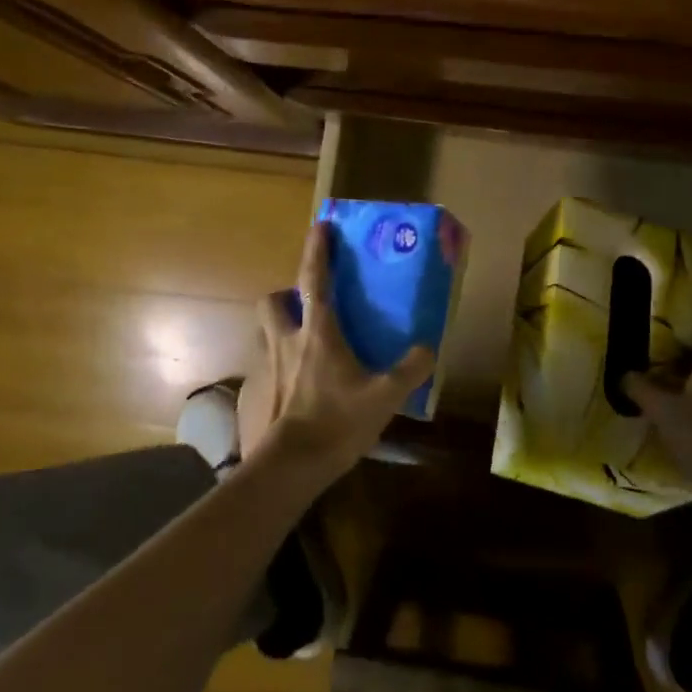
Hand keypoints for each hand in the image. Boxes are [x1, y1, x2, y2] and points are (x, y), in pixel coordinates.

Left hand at [239, 222, 434, 482]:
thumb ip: (410, 369)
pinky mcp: (263, 391)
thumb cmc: (337, 421)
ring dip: (280, 324)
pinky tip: (300, 379)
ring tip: (303, 337)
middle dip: (285, 293)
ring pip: (266, 330)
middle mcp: (288, 341)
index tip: (320, 225)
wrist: (293, 465)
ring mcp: (270, 367)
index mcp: (318, 333)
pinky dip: (280, 361)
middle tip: (305, 301)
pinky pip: (268, 363)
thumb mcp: (385, 395)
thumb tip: (429, 348)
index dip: (317, 251)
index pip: (314, 280)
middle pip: (272, 301)